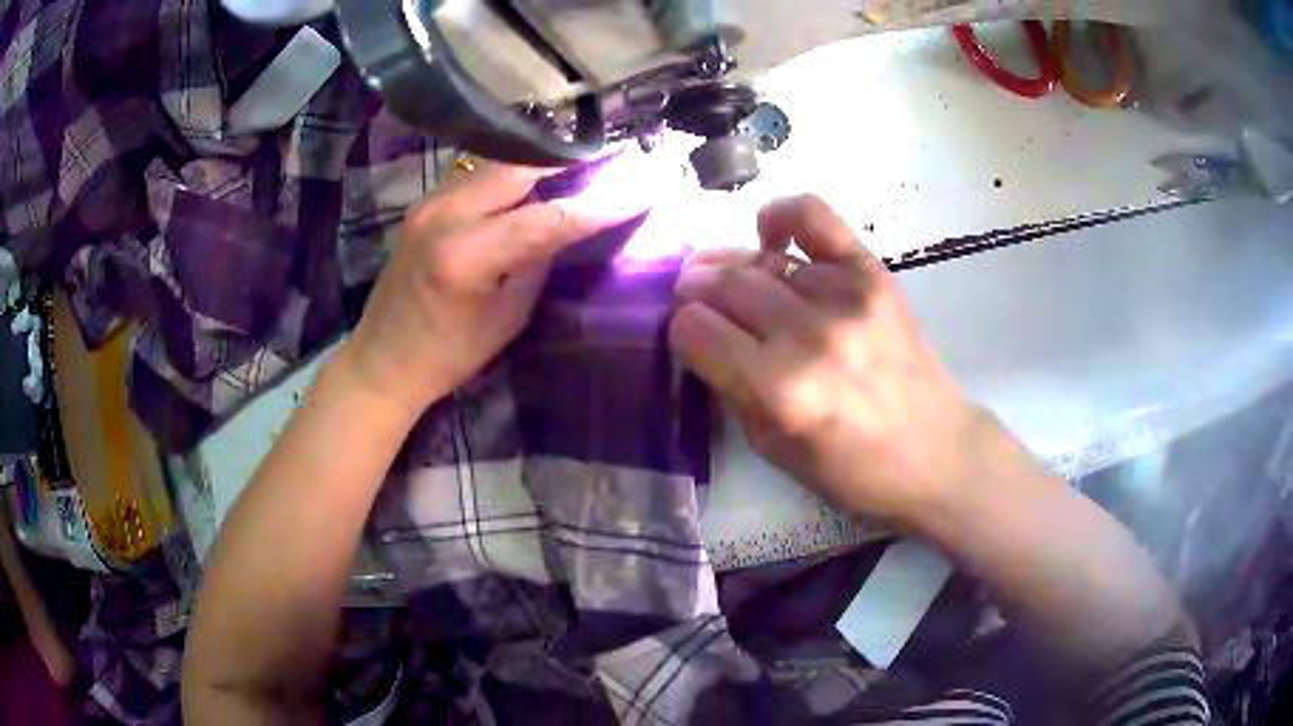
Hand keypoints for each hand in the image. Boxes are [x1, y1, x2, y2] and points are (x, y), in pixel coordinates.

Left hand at [338, 162, 641, 420]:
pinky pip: (478, 175)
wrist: (381, 361)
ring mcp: (430, 202)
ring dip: (542, 166)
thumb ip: (539, 262)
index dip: (599, 204)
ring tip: (581, 169)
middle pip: (522, 169)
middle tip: (613, 164)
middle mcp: (445, 214)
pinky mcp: (424, 202)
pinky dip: (512, 175)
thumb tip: (571, 224)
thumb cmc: (448, 356)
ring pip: (499, 165)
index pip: (548, 217)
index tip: (641, 189)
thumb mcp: (507, 318)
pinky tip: (534, 183)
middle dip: (572, 165)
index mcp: (467, 255)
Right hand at [670, 195, 1001, 521]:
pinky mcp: (871, 273)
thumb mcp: (772, 450)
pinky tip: (771, 235)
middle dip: (696, 292)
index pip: (695, 331)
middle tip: (696, 301)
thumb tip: (702, 337)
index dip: (682, 332)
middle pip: (722, 286)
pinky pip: (812, 216)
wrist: (935, 452)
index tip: (690, 338)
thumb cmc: (852, 471)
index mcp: (779, 391)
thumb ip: (731, 389)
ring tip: (730, 279)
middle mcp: (808, 335)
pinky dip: (782, 216)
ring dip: (730, 266)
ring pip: (757, 259)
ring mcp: (843, 296)